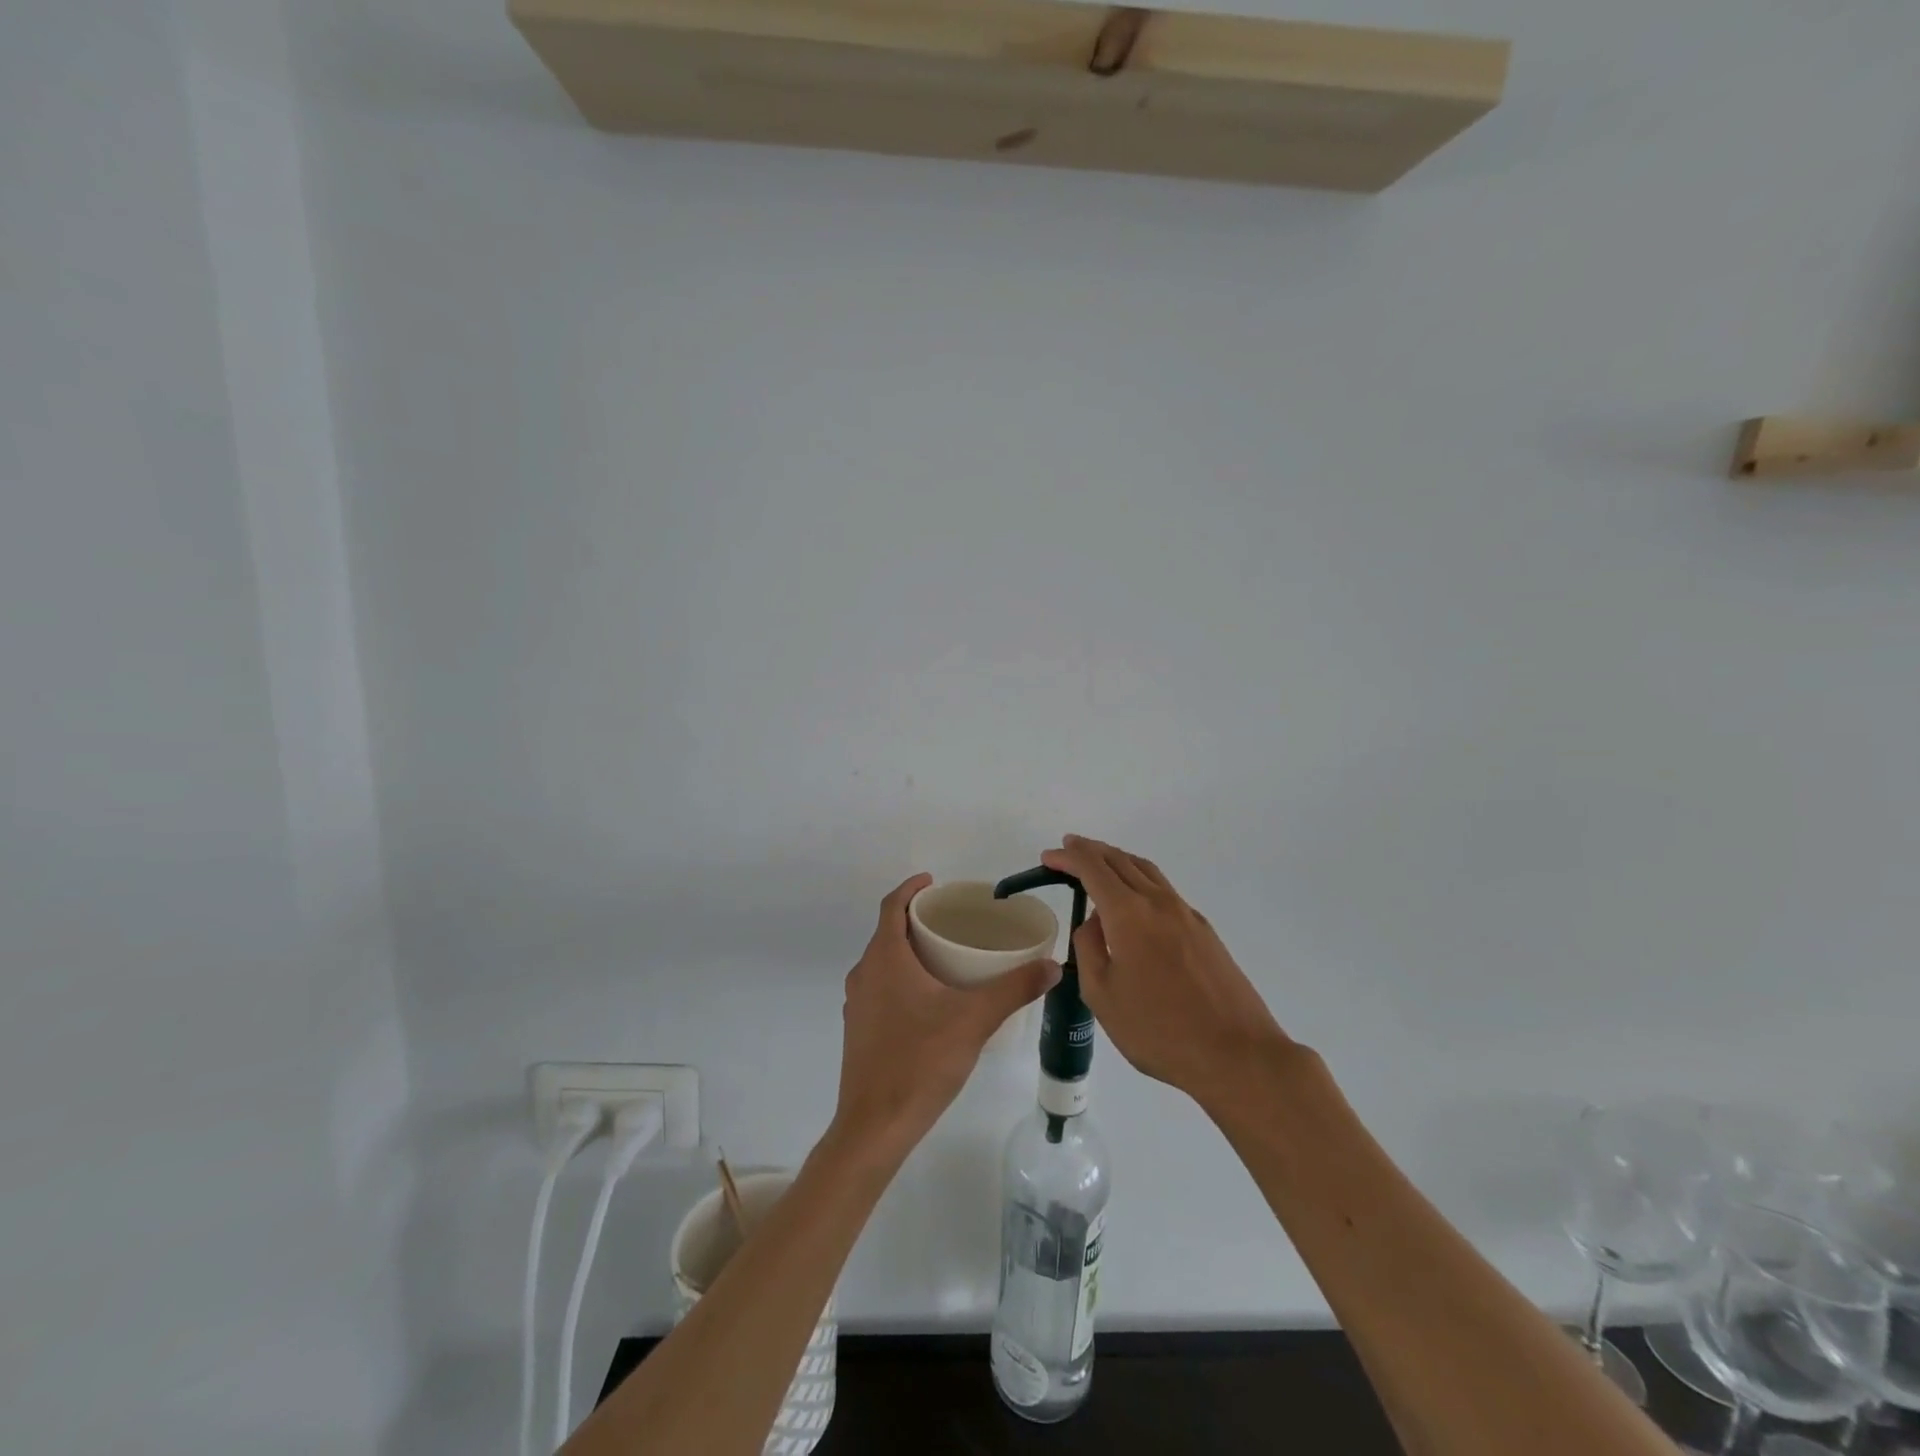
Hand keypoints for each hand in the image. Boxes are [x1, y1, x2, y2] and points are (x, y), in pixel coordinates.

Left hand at [832, 874, 1060, 1162]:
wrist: (874, 1126)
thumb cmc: (920, 1062)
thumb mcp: (974, 1020)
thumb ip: (1014, 989)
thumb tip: (1052, 966)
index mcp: (885, 958)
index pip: (891, 906)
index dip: (911, 888)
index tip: (934, 882)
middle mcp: (864, 973)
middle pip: (887, 932)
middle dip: (916, 919)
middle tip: (952, 919)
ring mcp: (857, 1004)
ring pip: (883, 961)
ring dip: (908, 950)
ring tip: (946, 956)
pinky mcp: (858, 1029)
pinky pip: (880, 986)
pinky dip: (902, 977)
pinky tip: (930, 999)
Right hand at [1042, 836, 1291, 1112]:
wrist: (1236, 1054)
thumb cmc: (1159, 1030)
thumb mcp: (1103, 995)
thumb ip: (1090, 949)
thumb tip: (1094, 923)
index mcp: (1129, 914)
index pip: (1092, 868)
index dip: (1068, 857)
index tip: (1048, 857)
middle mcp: (1158, 903)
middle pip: (1121, 860)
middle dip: (1091, 850)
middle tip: (1068, 849)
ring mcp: (1186, 914)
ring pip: (1146, 871)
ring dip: (1117, 860)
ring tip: (1098, 863)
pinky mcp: (1204, 931)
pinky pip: (1163, 890)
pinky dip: (1139, 879)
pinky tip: (1134, 900)